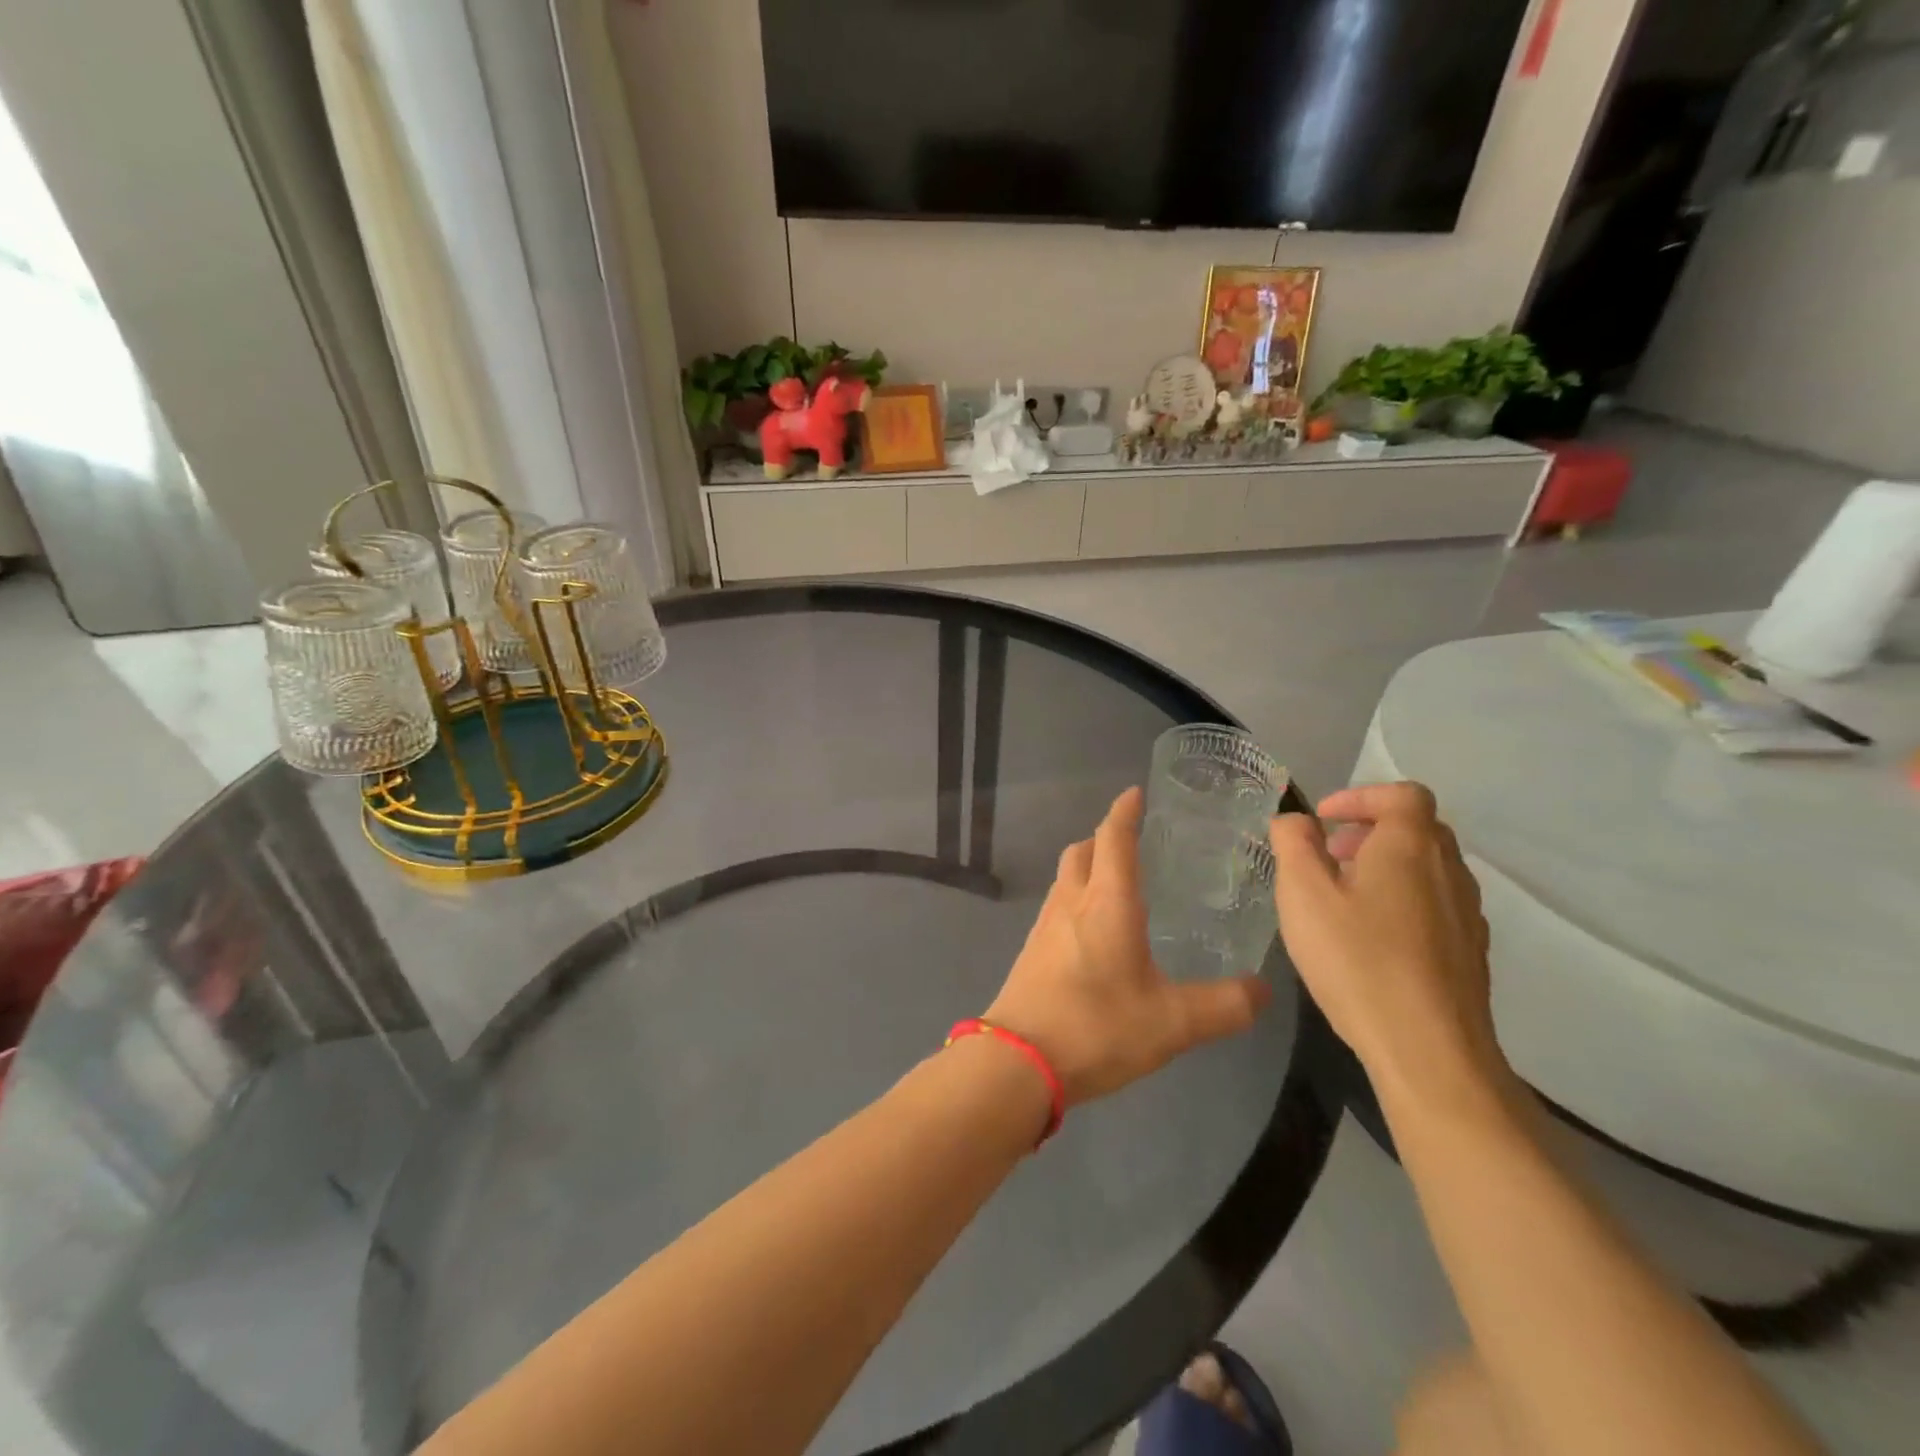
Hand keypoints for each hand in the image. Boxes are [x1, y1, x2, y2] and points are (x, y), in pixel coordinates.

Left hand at [985, 788, 1271, 1106]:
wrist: (1018, 1062)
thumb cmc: (1096, 1027)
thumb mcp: (1172, 1022)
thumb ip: (1223, 1006)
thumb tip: (1262, 991)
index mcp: (1106, 902)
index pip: (1114, 839)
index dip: (1124, 812)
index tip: (1135, 793)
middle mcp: (1071, 903)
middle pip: (1082, 851)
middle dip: (1104, 838)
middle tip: (1133, 843)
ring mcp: (1044, 926)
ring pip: (1066, 879)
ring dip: (1088, 869)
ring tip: (1117, 886)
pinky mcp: (1032, 952)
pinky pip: (1056, 909)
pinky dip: (1076, 901)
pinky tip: (1093, 934)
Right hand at [1268, 783, 1509, 1113]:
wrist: (1429, 1051)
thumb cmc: (1357, 960)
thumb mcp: (1303, 894)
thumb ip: (1293, 844)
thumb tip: (1296, 820)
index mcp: (1411, 847)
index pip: (1403, 794)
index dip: (1361, 796)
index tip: (1324, 820)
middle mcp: (1449, 871)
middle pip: (1418, 829)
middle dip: (1370, 830)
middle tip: (1330, 854)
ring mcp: (1468, 915)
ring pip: (1429, 868)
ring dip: (1387, 866)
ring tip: (1344, 897)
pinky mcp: (1471, 953)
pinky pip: (1436, 905)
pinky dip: (1403, 900)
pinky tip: (1373, 939)